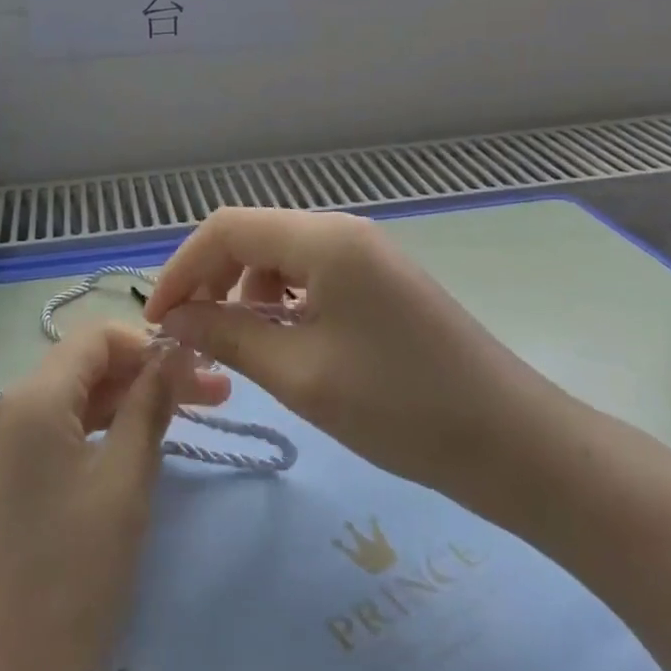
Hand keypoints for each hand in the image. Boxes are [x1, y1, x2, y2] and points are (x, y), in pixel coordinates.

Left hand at [0, 323, 230, 670]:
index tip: (199, 367)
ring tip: (190, 415)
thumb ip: (150, 406)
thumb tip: (177, 351)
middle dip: (149, 372)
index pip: (98, 337)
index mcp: (35, 396)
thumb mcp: (124, 482)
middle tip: (216, 394)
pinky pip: (63, 430)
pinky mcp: (12, 475)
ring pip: (79, 398)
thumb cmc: (69, 574)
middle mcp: (14, 406)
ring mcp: (8, 442)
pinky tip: (141, 444)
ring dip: (132, 401)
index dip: (151, 342)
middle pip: (90, 366)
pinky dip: (104, 429)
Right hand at [143, 208, 569, 517]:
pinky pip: (311, 274)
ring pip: (280, 255)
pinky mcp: (380, 280)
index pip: (226, 228)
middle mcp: (343, 230)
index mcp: (323, 239)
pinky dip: (280, 300)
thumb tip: (172, 319)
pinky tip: (280, 340)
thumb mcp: (299, 374)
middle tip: (189, 335)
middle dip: (210, 279)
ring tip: (235, 344)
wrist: (513, 443)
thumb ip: (227, 335)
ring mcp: (367, 252)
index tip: (157, 319)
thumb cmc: (400, 408)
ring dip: (244, 291)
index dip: (182, 268)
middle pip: (252, 236)